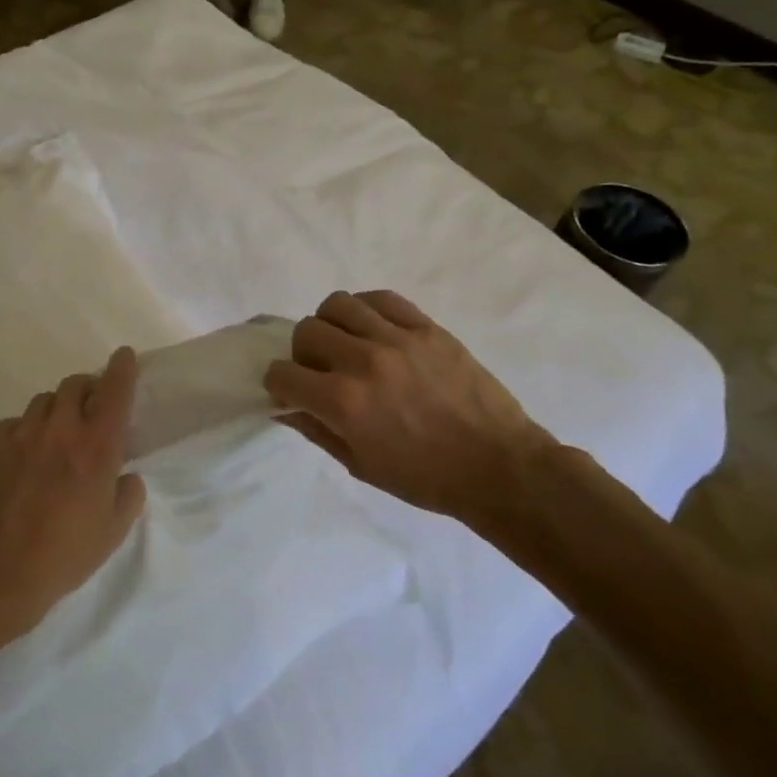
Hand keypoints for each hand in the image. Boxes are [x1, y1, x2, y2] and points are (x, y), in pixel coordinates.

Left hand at [0, 347, 147, 641]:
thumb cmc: (66, 553)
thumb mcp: (114, 531)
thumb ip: (128, 495)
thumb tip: (126, 476)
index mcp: (97, 447)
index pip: (114, 391)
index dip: (122, 368)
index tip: (124, 356)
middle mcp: (60, 430)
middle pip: (74, 384)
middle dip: (87, 388)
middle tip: (91, 408)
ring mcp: (22, 435)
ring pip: (43, 401)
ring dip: (56, 409)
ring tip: (57, 434)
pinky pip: (13, 423)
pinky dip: (25, 429)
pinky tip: (25, 454)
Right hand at [264, 290, 556, 531]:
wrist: (497, 467)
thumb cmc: (425, 478)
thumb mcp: (360, 464)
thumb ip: (316, 430)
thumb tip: (284, 408)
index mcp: (343, 403)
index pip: (282, 374)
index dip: (279, 385)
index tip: (291, 393)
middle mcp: (363, 362)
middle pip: (306, 331)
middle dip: (302, 353)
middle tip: (320, 370)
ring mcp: (398, 339)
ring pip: (338, 304)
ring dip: (331, 325)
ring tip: (346, 344)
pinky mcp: (428, 328)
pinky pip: (382, 298)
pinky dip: (366, 310)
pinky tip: (373, 329)